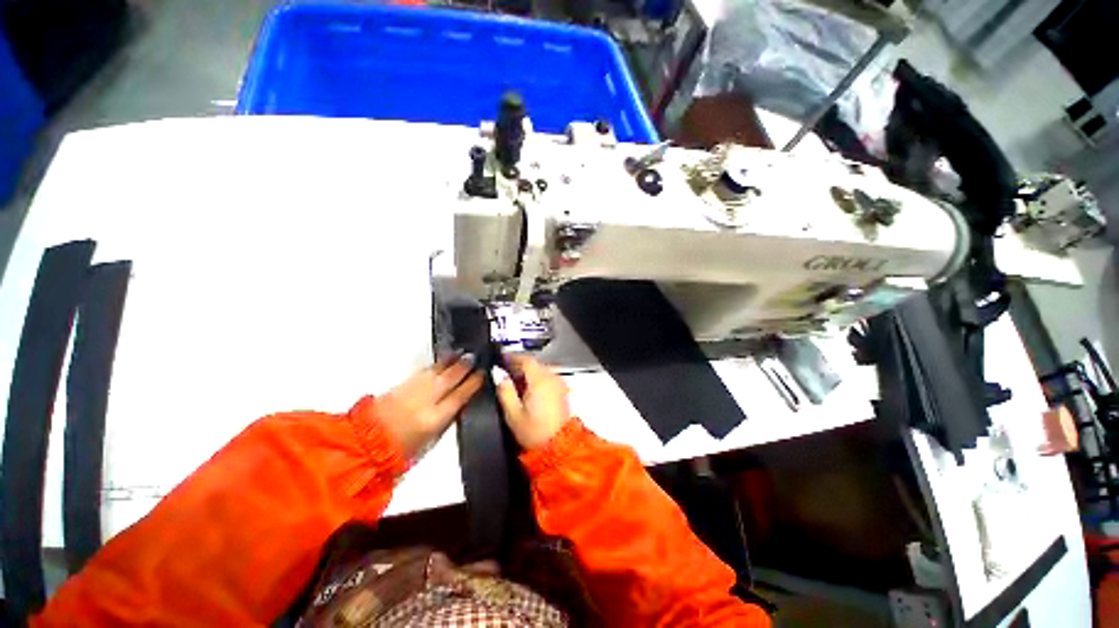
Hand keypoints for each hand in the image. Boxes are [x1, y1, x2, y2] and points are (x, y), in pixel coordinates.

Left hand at [378, 354, 483, 457]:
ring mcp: (412, 390)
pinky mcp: (401, 384)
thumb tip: (461, 402)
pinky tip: (442, 362)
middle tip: (474, 357)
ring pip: (437, 371)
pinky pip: (424, 372)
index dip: (473, 383)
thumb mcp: (431, 440)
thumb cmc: (401, 450)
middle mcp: (426, 400)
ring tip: (461, 353)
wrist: (365, 444)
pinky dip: (436, 365)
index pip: (460, 395)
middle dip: (464, 366)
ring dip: (451, 361)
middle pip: (450, 377)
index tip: (482, 374)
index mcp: (435, 418)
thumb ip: (448, 419)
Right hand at [496, 354, 571, 449]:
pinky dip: (537, 379)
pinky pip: (547, 378)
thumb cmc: (534, 432)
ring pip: (541, 370)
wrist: (558, 447)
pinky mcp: (562, 391)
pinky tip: (528, 389)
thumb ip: (505, 392)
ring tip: (515, 381)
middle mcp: (552, 378)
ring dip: (528, 372)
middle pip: (535, 364)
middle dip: (519, 365)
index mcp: (540, 380)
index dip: (512, 357)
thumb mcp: (513, 414)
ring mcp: (559, 384)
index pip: (526, 359)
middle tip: (505, 371)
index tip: (502, 358)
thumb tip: (501, 377)